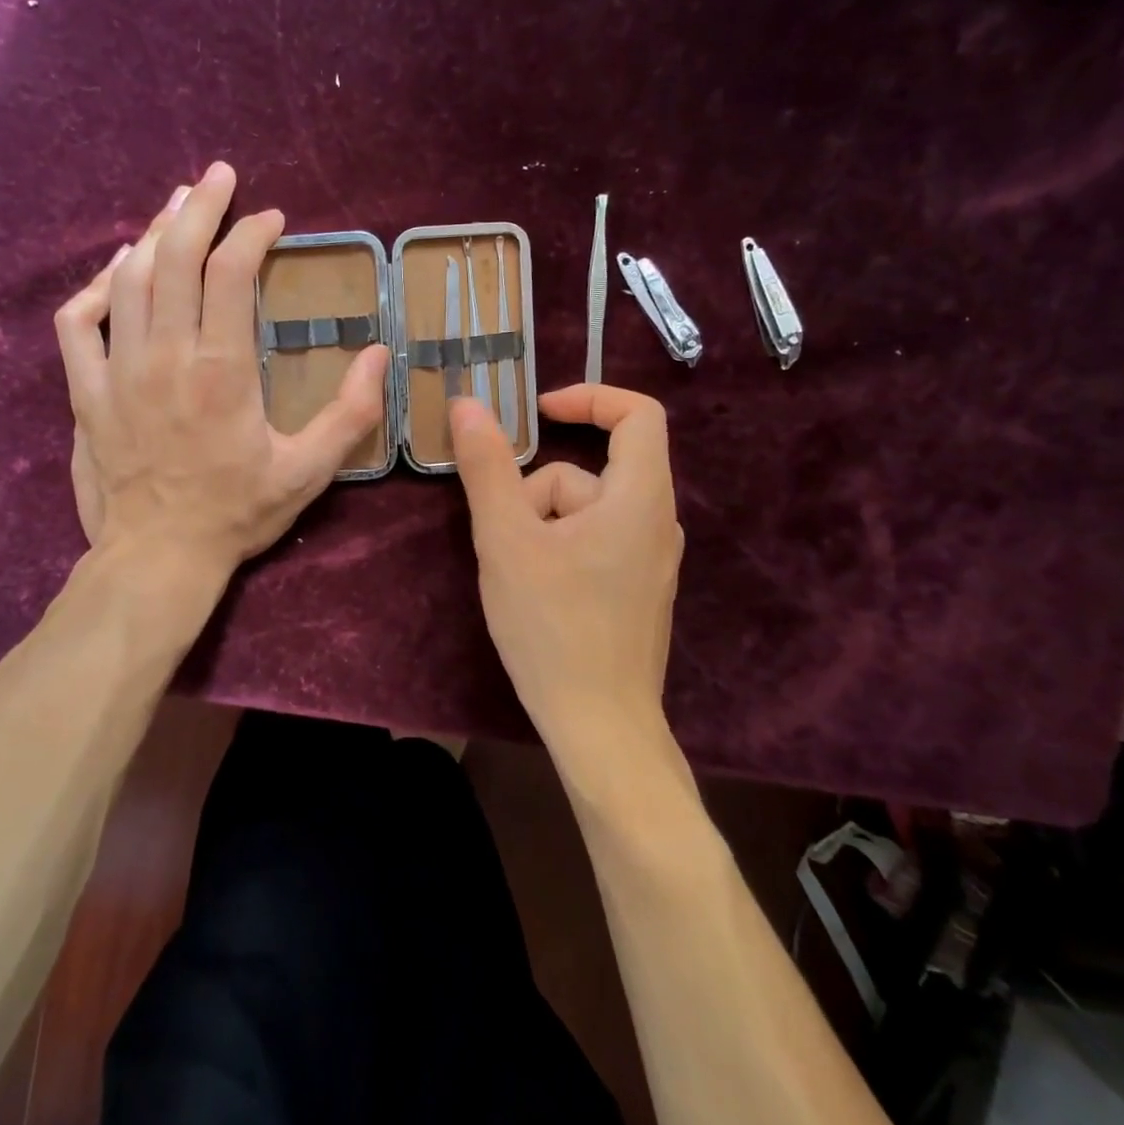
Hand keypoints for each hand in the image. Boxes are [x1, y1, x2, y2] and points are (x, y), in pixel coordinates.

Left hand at [53, 162, 389, 575]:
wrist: (158, 556)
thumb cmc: (236, 513)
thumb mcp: (309, 470)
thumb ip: (350, 412)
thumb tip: (377, 353)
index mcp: (222, 370)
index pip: (230, 273)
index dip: (251, 233)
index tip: (272, 220)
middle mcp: (166, 356)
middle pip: (173, 255)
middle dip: (199, 206)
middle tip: (218, 176)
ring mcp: (117, 371)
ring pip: (127, 278)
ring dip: (152, 234)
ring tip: (175, 208)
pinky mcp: (86, 392)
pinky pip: (77, 323)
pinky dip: (94, 288)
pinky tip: (115, 272)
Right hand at [449, 385, 682, 749]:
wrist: (598, 726)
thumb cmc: (553, 627)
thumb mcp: (506, 540)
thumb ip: (487, 467)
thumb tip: (468, 404)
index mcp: (639, 498)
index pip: (638, 414)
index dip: (589, 397)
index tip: (537, 414)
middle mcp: (655, 521)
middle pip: (589, 472)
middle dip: (536, 493)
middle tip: (504, 538)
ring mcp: (649, 560)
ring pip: (583, 511)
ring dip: (540, 526)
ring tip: (517, 574)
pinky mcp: (635, 589)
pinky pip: (592, 541)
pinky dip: (557, 548)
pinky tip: (536, 592)